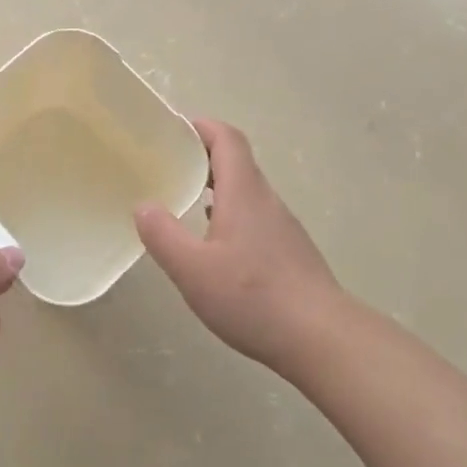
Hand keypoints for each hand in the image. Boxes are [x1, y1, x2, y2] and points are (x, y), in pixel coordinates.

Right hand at [135, 119, 343, 373]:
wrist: (323, 339)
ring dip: (215, 186)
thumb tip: (143, 205)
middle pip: (236, 162)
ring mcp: (282, 227)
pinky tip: (214, 243)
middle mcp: (266, 201)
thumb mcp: (193, 270)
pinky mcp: (289, 252)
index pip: (227, 139)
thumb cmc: (254, 297)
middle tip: (167, 164)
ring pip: (246, 191)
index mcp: (244, 193)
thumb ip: (163, 235)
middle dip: (202, 155)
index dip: (201, 127)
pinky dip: (229, 214)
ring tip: (183, 200)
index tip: (171, 129)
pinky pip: (254, 217)